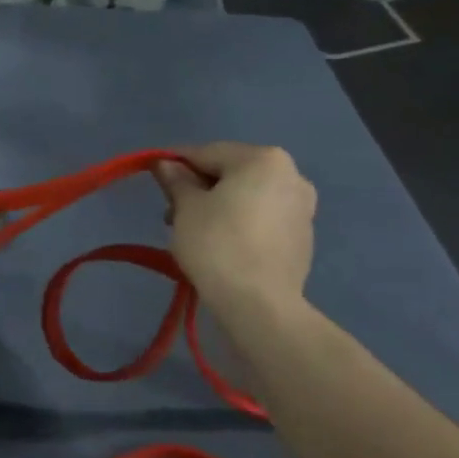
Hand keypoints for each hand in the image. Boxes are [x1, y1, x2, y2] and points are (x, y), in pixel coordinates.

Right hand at [152, 143, 315, 315]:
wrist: (260, 305)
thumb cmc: (217, 245)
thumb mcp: (186, 207)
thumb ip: (176, 180)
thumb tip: (166, 163)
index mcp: (264, 159)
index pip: (208, 152)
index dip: (177, 163)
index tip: (155, 177)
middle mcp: (291, 175)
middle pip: (232, 172)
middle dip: (200, 188)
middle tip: (172, 213)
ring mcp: (302, 207)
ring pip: (248, 196)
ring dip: (219, 205)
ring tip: (193, 231)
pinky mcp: (303, 237)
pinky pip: (263, 218)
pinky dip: (240, 223)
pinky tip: (221, 245)